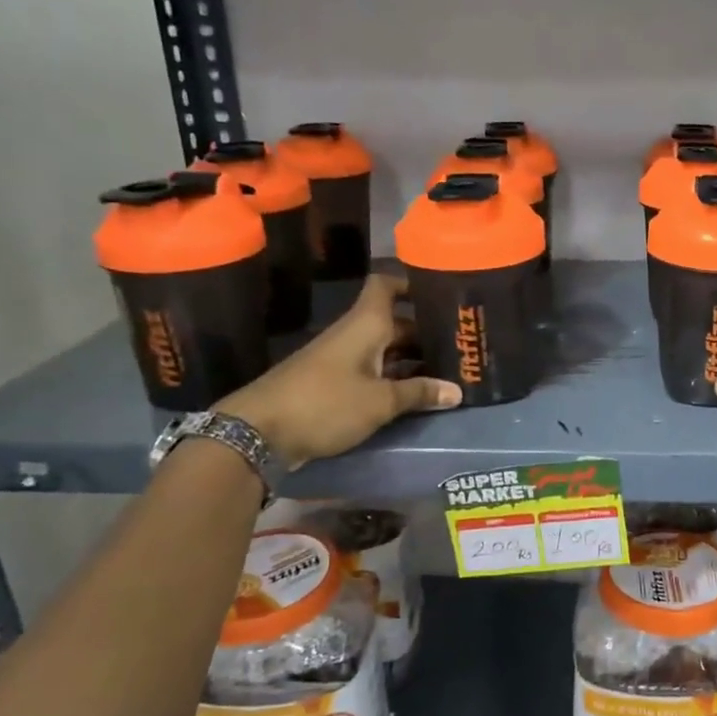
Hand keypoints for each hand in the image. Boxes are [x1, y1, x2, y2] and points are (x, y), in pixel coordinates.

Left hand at [220, 273, 458, 463]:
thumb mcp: (380, 402)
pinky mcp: (331, 382)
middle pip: (393, 321)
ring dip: (410, 357)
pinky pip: (370, 369)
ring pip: (383, 347)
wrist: (258, 431)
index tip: (440, 294)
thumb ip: (419, 393)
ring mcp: (340, 358)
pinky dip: (392, 375)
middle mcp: (353, 333)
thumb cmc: (325, 404)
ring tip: (445, 370)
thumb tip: (457, 391)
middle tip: (459, 344)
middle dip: (424, 331)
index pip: (386, 285)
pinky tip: (413, 392)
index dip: (411, 284)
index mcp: (365, 324)